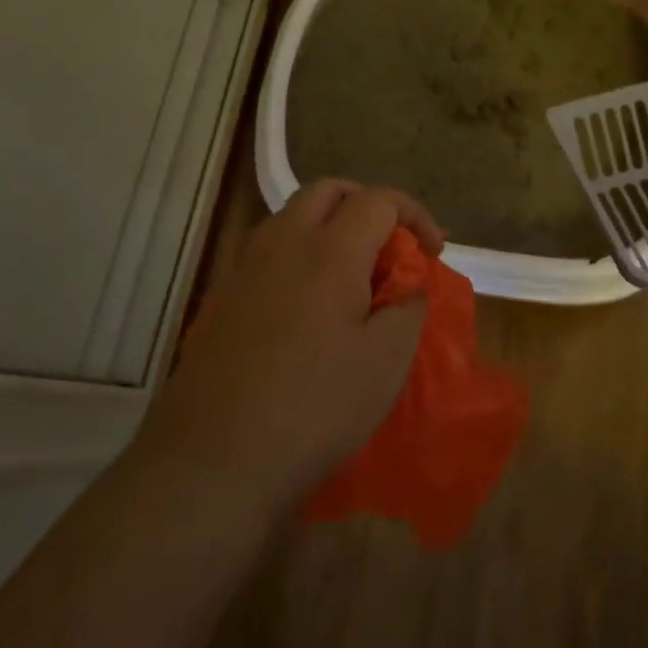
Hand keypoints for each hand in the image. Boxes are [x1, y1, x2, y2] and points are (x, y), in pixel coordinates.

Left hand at [141, 179, 446, 517]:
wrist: (214, 457)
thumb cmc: (314, 407)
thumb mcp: (386, 363)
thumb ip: (407, 309)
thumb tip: (408, 286)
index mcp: (330, 251)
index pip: (378, 200)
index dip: (414, 215)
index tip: (433, 252)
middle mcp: (284, 242)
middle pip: (328, 190)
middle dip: (368, 204)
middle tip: (391, 245)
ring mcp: (246, 266)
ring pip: (293, 214)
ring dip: (330, 223)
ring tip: (352, 271)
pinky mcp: (224, 295)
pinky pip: (269, 248)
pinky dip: (299, 251)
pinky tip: (309, 301)